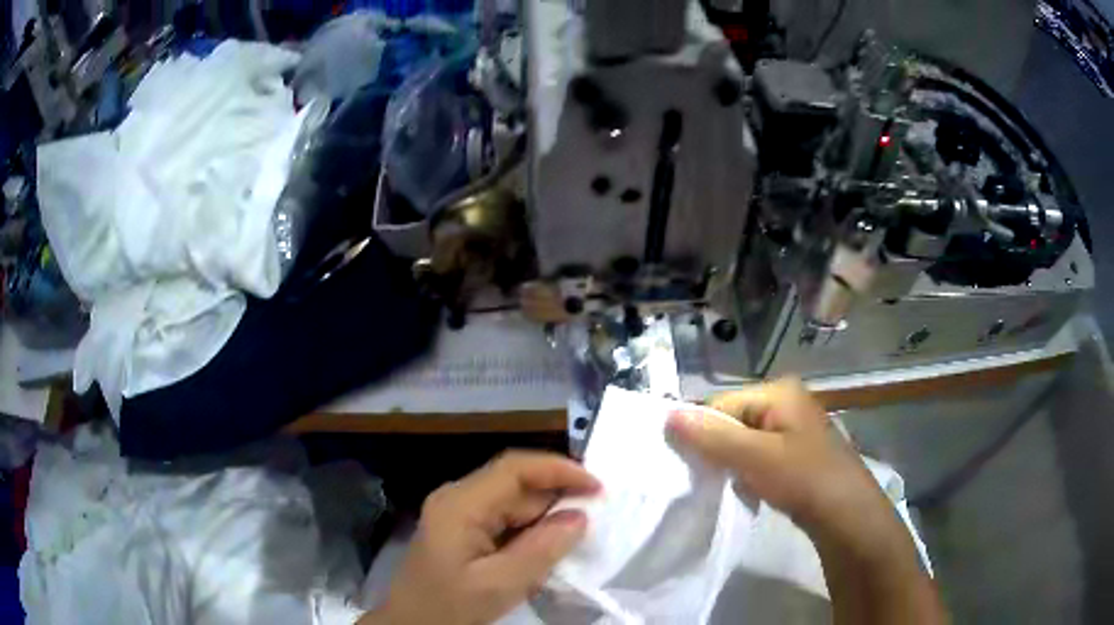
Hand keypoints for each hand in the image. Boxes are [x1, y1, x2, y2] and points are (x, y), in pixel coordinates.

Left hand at [366, 452, 600, 624]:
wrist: (410, 624)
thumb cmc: (448, 607)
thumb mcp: (498, 585)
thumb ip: (541, 550)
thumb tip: (579, 517)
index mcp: (460, 504)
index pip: (514, 469)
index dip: (559, 470)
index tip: (597, 488)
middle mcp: (458, 498)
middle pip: (515, 484)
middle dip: (556, 497)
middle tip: (595, 516)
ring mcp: (458, 513)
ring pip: (513, 503)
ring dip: (545, 517)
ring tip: (576, 537)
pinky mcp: (462, 529)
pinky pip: (504, 520)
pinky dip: (530, 531)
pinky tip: (546, 549)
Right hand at [668, 379, 947, 623]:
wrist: (847, 515)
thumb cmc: (804, 478)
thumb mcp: (755, 457)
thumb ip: (712, 437)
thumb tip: (667, 415)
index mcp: (779, 392)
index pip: (720, 404)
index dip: (702, 433)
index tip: (692, 465)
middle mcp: (787, 402)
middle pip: (733, 421)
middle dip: (718, 450)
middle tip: (712, 478)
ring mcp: (793, 428)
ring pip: (744, 441)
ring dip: (732, 463)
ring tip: (732, 486)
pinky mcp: (796, 453)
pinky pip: (759, 456)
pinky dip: (748, 472)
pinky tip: (750, 490)